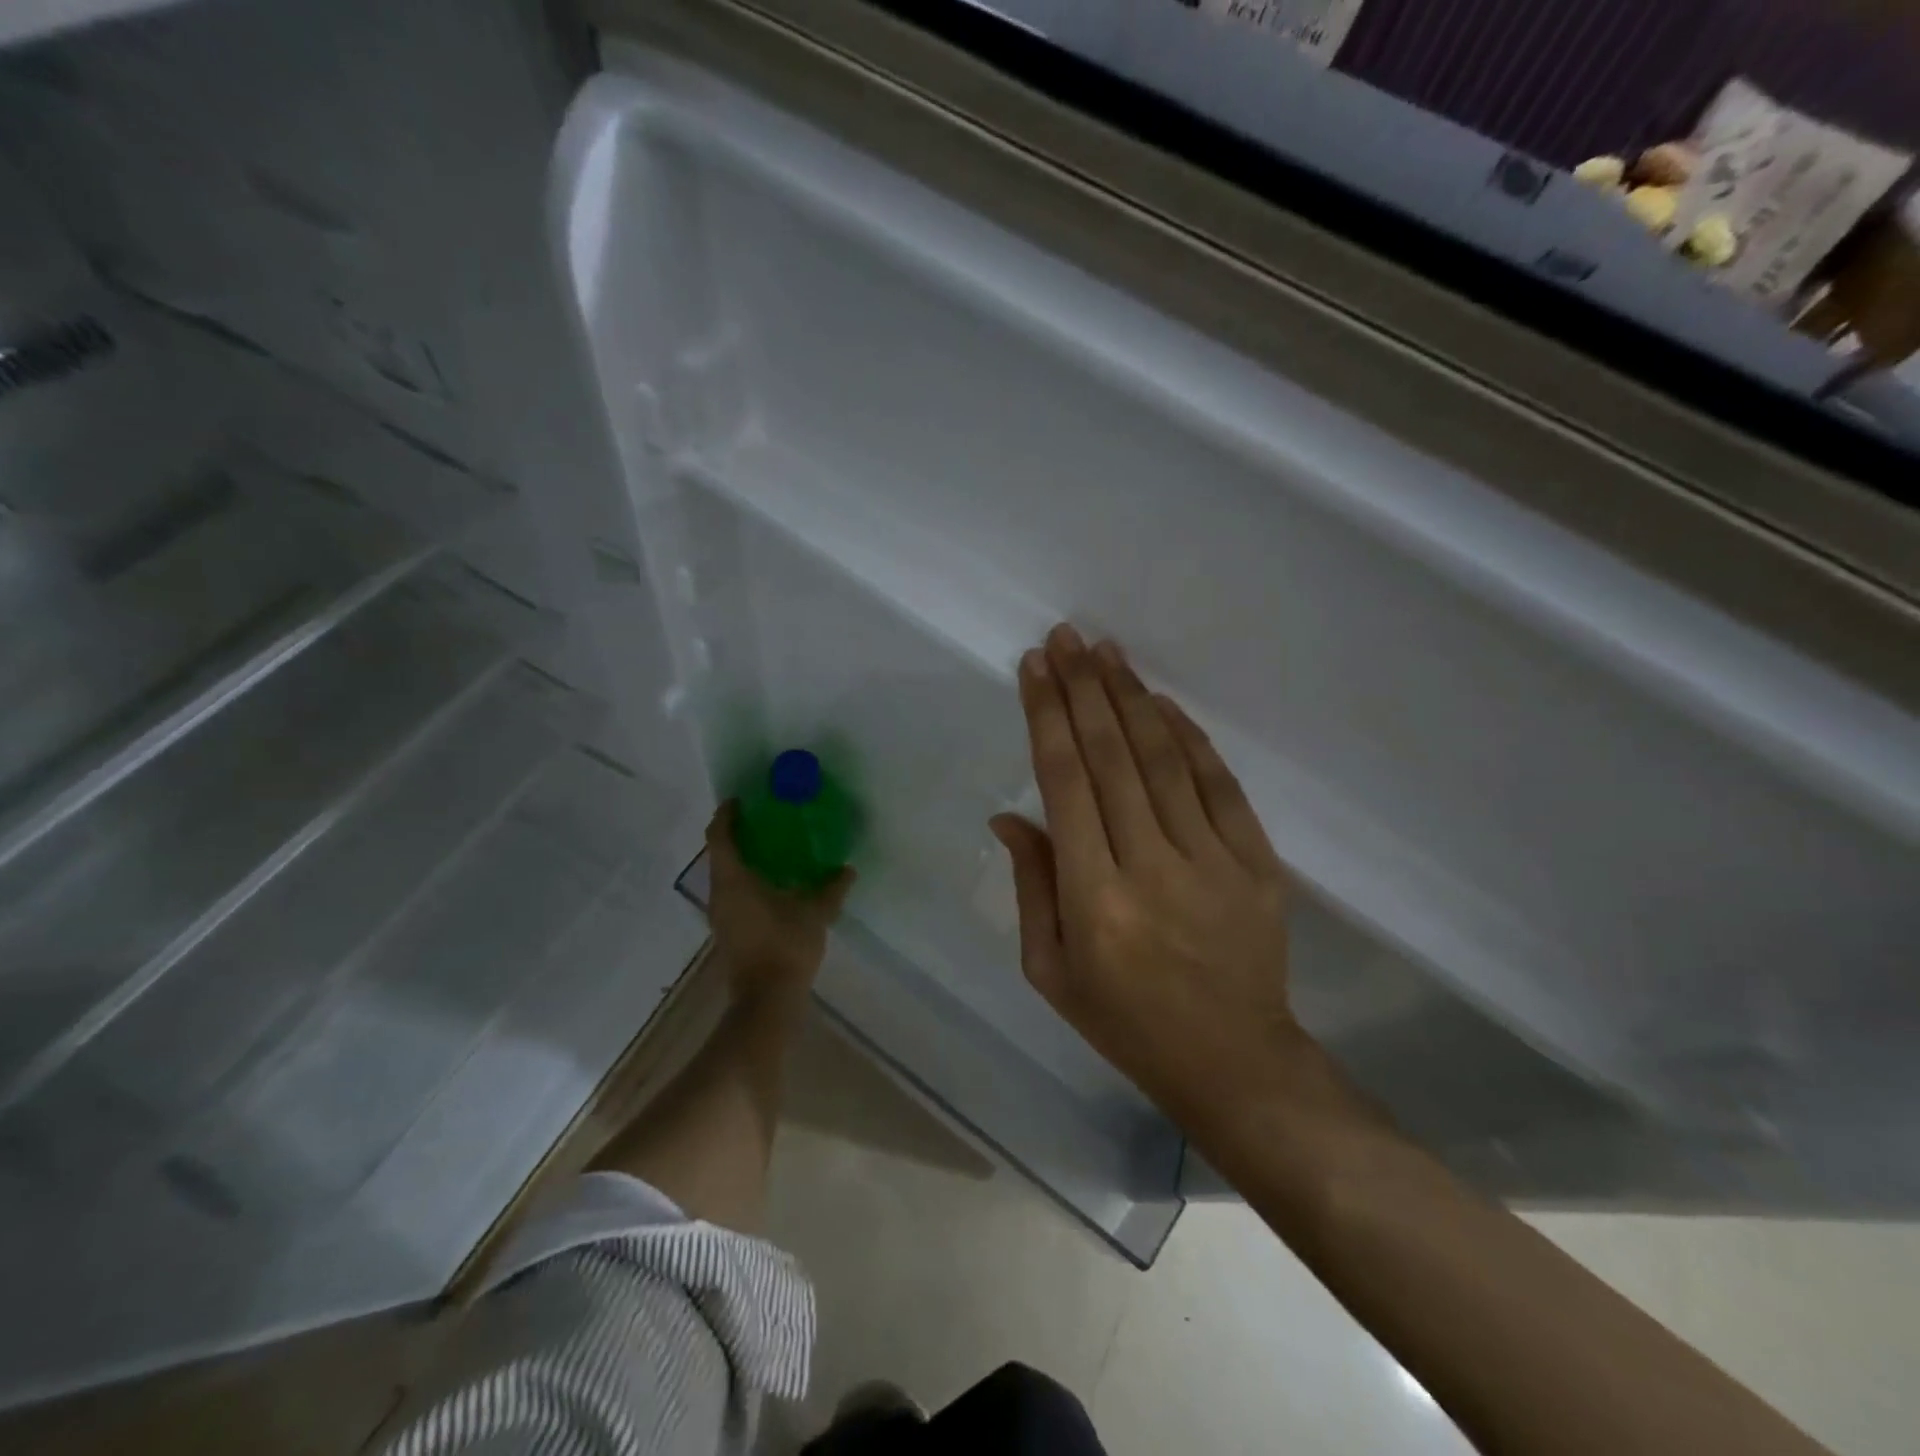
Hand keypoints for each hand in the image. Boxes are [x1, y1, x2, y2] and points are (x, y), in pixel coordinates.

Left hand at [705, 801, 854, 1011]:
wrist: (766, 1001)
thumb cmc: (785, 947)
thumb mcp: (815, 913)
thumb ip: (831, 888)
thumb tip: (847, 869)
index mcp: (733, 880)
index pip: (720, 836)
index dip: (727, 815)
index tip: (741, 800)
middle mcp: (720, 893)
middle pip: (720, 854)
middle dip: (739, 835)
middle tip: (766, 821)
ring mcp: (721, 915)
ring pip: (726, 876)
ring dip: (744, 859)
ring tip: (774, 850)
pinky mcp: (729, 931)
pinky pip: (733, 894)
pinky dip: (748, 880)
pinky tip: (775, 884)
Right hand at [990, 625, 1303, 1122]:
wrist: (1233, 1061)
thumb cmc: (1125, 1021)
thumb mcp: (1050, 970)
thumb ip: (1031, 885)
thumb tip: (1009, 813)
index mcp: (1093, 899)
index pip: (1065, 784)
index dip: (1048, 717)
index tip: (1034, 668)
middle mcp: (1151, 867)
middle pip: (1112, 757)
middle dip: (1084, 688)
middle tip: (1066, 638)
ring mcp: (1213, 861)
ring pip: (1164, 759)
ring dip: (1132, 698)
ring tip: (1107, 651)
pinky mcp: (1258, 863)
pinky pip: (1219, 785)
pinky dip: (1188, 738)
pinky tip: (1162, 703)